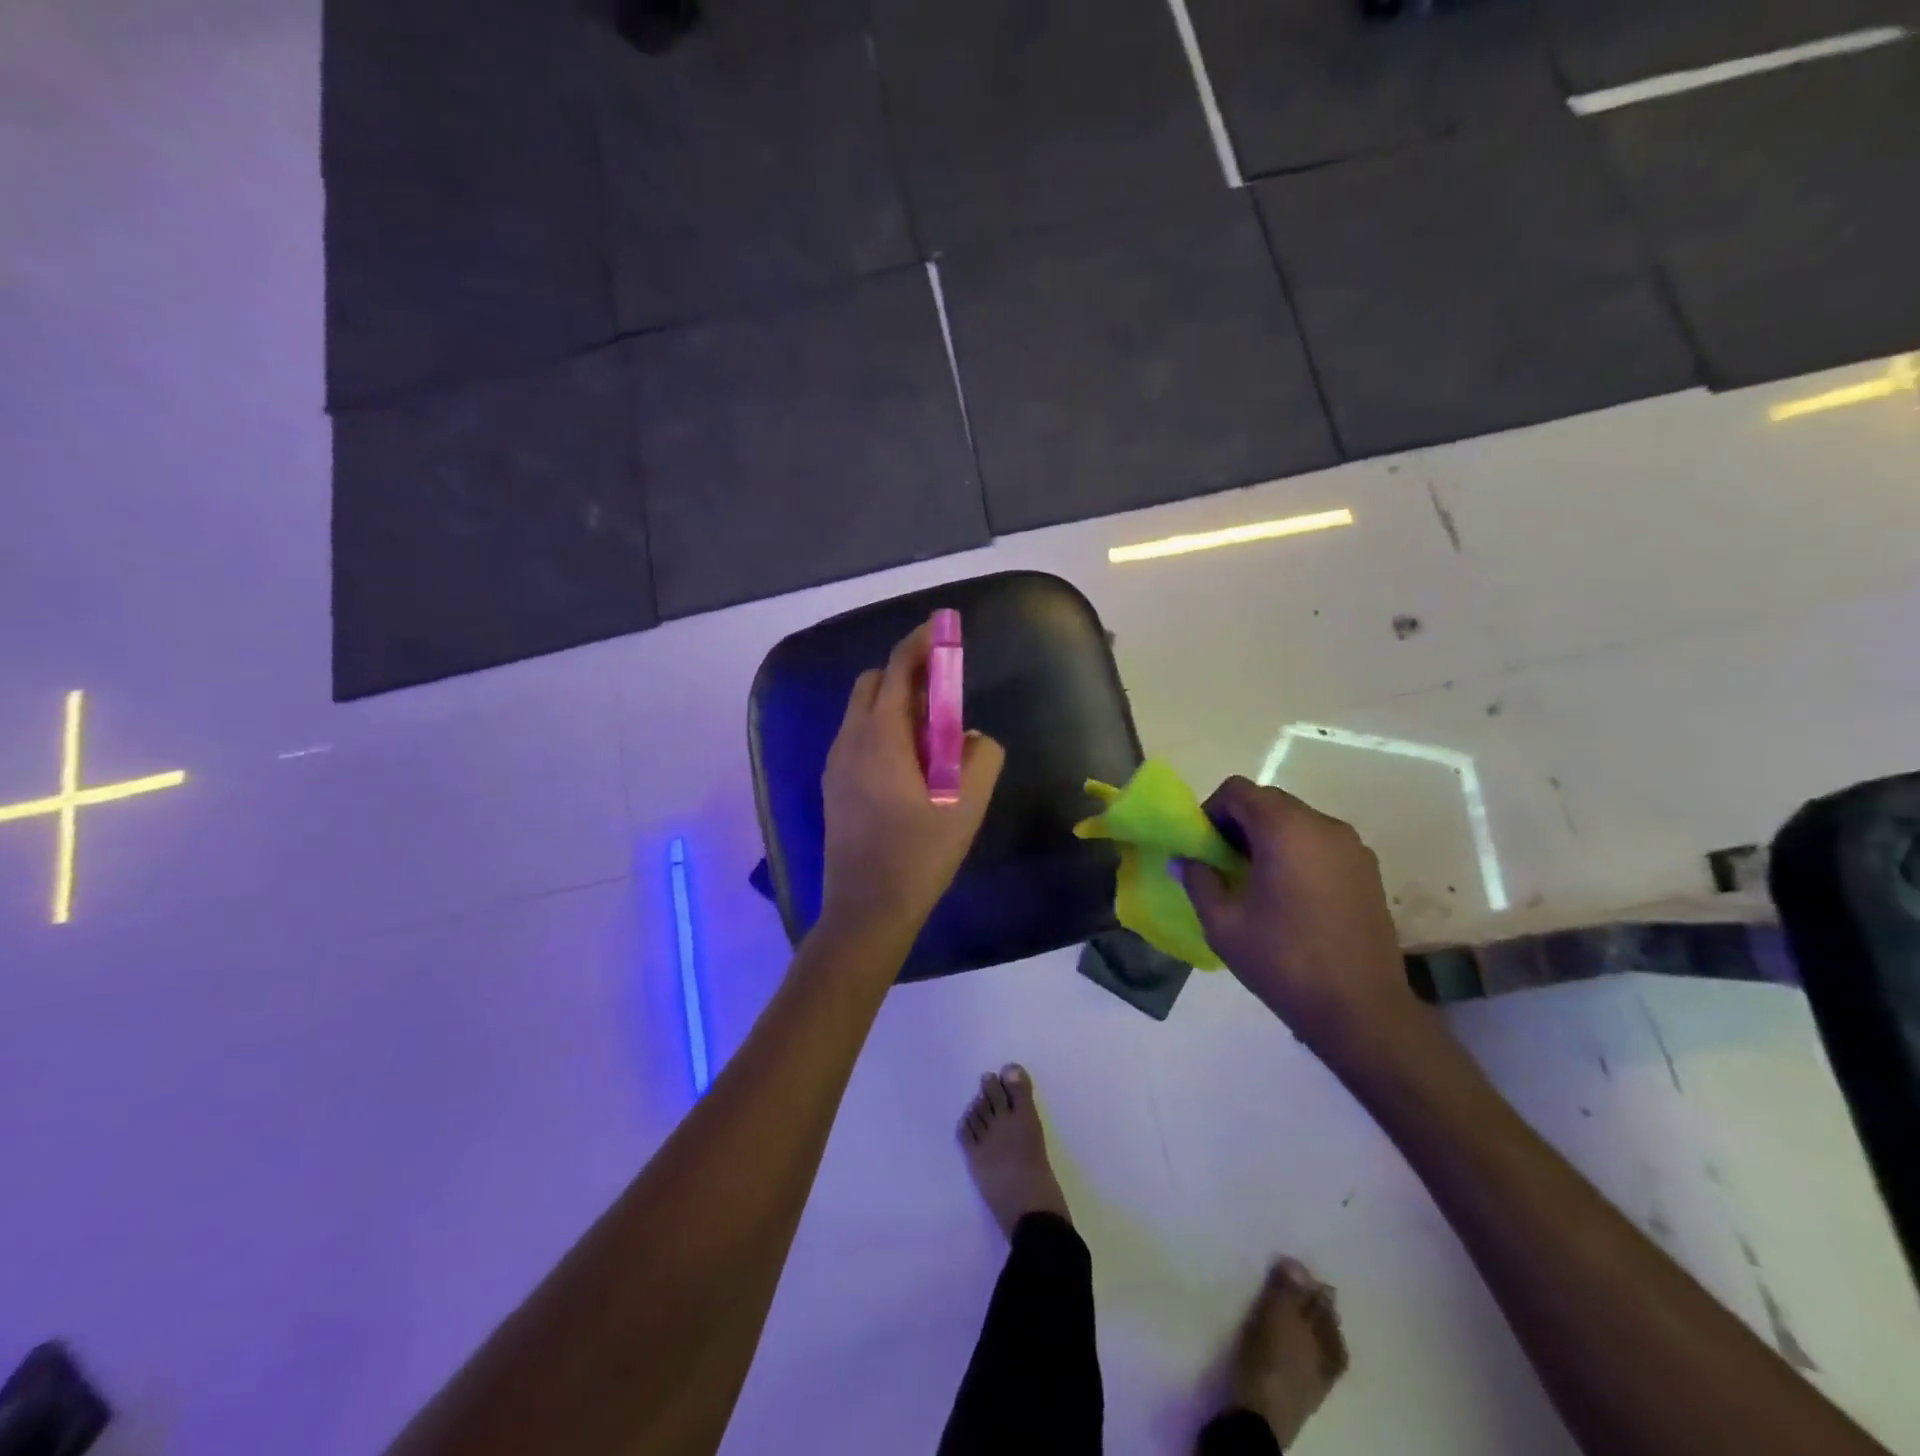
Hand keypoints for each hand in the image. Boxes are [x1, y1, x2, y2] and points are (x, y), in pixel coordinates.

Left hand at [818, 619, 1004, 941]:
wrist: (866, 911)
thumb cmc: (919, 856)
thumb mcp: (966, 807)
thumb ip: (981, 758)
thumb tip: (975, 737)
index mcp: (880, 738)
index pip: (897, 670)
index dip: (920, 643)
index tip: (942, 628)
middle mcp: (850, 741)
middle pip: (874, 683)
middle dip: (908, 674)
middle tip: (945, 693)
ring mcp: (835, 764)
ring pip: (862, 711)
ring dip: (895, 703)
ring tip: (932, 734)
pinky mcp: (833, 787)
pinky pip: (857, 736)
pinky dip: (882, 728)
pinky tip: (909, 764)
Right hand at [1181, 776, 1418, 1058]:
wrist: (1361, 1010)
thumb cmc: (1284, 962)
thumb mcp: (1223, 924)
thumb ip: (1198, 881)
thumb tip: (1185, 860)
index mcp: (1285, 830)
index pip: (1238, 790)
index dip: (1211, 811)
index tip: (1203, 847)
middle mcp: (1323, 825)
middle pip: (1268, 801)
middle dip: (1238, 824)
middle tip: (1222, 864)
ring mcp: (1352, 846)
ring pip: (1296, 820)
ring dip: (1268, 837)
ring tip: (1255, 882)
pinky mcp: (1368, 869)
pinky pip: (1320, 842)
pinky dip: (1296, 852)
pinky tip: (1289, 895)